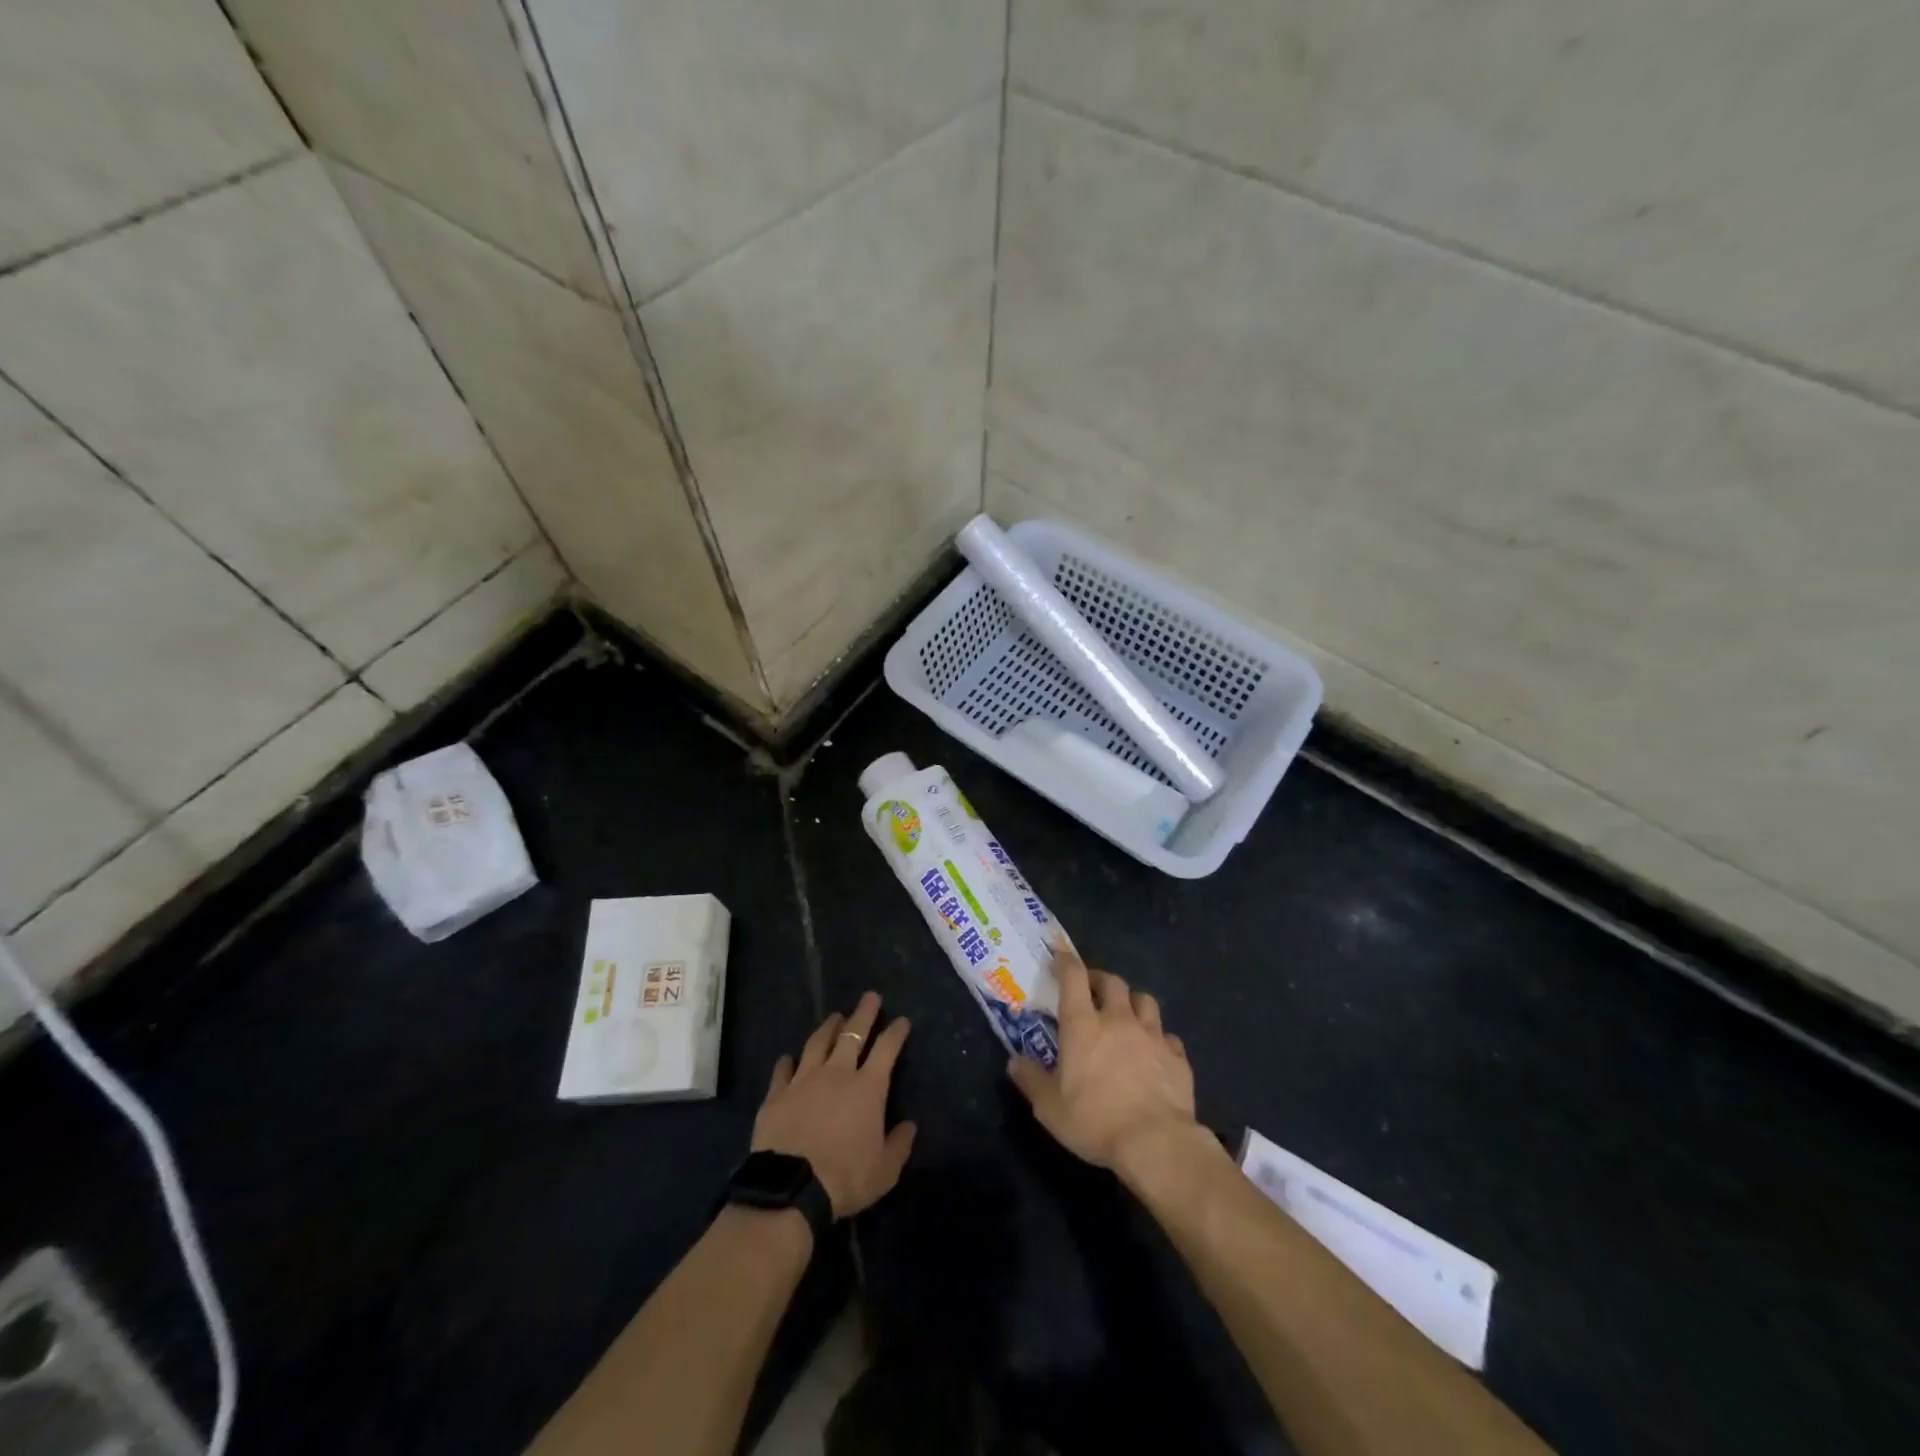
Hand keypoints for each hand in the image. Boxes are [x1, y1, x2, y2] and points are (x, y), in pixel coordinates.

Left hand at [752, 992, 916, 1218]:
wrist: (791, 1187)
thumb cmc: (846, 1178)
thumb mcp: (885, 1170)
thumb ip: (899, 1144)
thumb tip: (909, 1125)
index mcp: (867, 1087)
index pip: (887, 1049)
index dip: (896, 1032)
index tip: (902, 1020)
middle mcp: (837, 1073)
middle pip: (852, 1034)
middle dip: (864, 1013)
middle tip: (870, 996)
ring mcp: (804, 1080)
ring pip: (818, 1043)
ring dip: (828, 1028)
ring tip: (835, 1017)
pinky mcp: (777, 1094)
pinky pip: (783, 1070)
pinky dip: (787, 1062)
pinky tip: (787, 1057)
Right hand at [1007, 951, 1198, 1178]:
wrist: (1157, 1143)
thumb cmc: (1095, 1122)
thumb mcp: (1050, 1108)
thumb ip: (1031, 1080)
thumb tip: (1014, 1061)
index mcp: (1083, 1026)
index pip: (1073, 977)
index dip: (1066, 960)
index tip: (1060, 953)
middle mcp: (1118, 1020)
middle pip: (1112, 982)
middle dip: (1100, 979)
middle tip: (1092, 989)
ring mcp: (1152, 1036)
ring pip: (1145, 1000)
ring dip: (1132, 1002)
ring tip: (1126, 1014)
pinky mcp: (1177, 1057)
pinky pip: (1167, 1036)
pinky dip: (1158, 1038)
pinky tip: (1154, 1053)